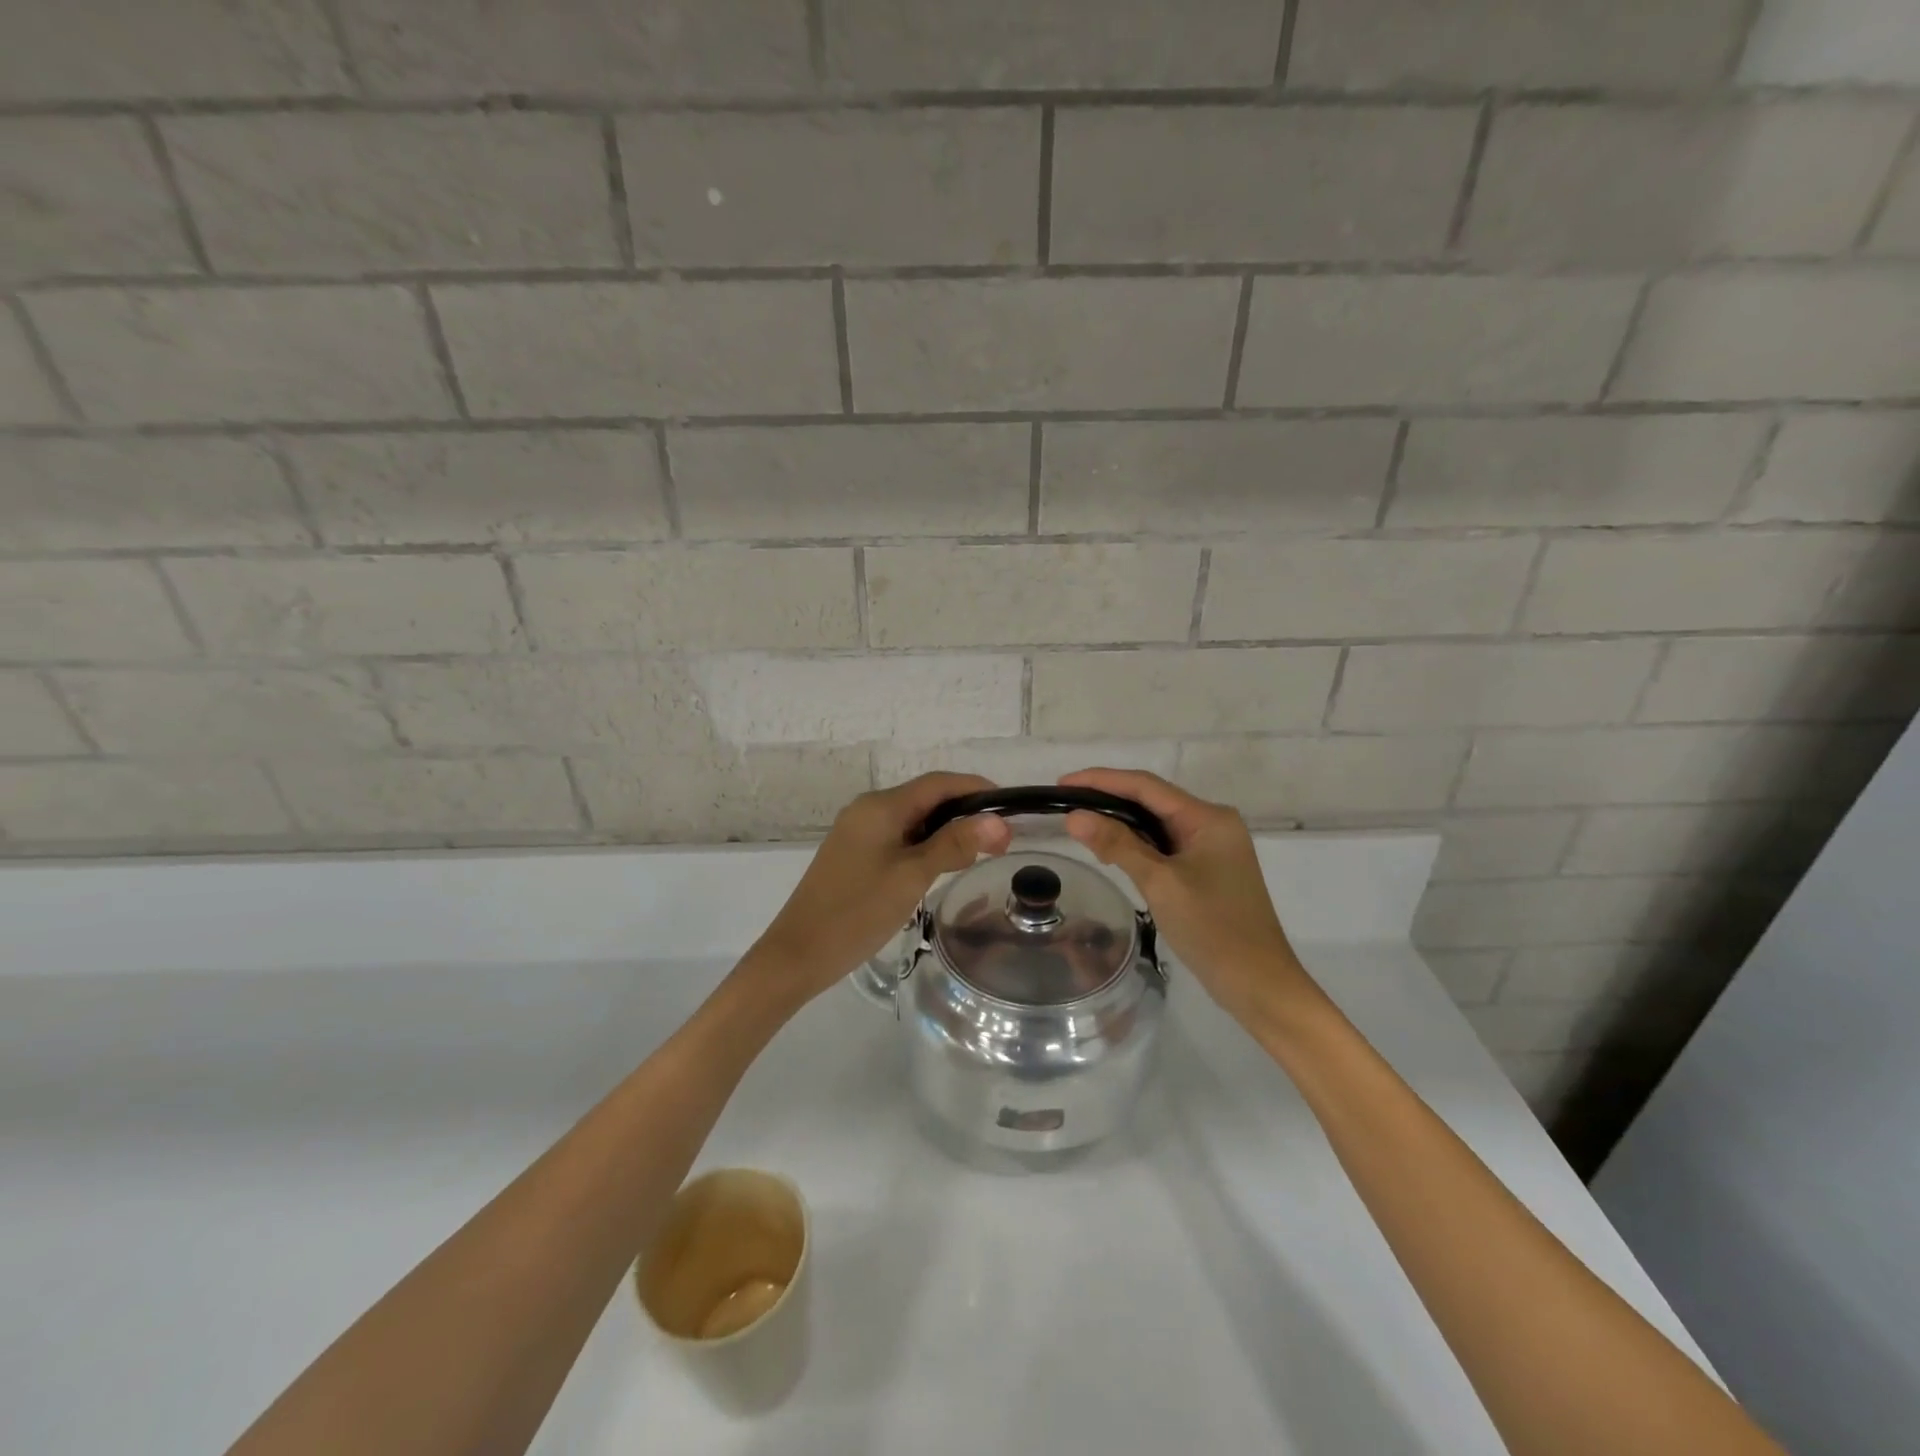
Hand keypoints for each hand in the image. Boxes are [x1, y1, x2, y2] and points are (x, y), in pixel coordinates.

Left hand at [755, 773, 1011, 1000]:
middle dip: (965, 812)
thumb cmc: (857, 912)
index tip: (1010, 807)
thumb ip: (954, 845)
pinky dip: (925, 844)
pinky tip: (942, 864)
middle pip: (926, 798)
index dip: (976, 788)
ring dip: (947, 830)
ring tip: (979, 853)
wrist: (798, 954)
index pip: (938, 783)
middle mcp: (868, 809)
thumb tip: (997, 821)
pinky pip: (899, 837)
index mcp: (881, 806)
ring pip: (913, 819)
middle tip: (1001, 841)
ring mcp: (858, 832)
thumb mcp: (912, 877)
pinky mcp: (854, 854)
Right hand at [1059, 768, 1314, 1025]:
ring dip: (1120, 824)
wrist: (1259, 984)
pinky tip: (1112, 854)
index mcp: (1208, 818)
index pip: (1146, 786)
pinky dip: (1136, 846)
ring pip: (1156, 824)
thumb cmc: (1213, 929)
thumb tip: (1074, 817)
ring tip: (1081, 830)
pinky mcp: (1207, 870)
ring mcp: (1212, 848)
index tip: (1062, 784)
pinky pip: (1164, 846)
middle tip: (1065, 807)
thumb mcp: (1160, 883)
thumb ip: (1117, 844)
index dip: (1101, 780)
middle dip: (1108, 800)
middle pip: (1151, 800)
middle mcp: (1213, 824)